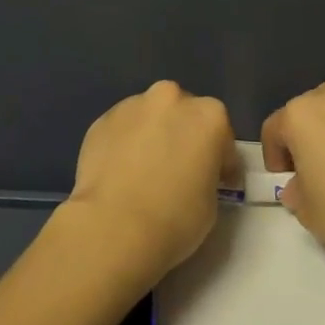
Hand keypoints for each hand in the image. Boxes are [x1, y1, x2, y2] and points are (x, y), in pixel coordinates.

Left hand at [59, 81, 232, 288]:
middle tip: (178, 168)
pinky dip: (125, 142)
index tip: (216, 180)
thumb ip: (206, 173)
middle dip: (183, 135)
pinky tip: (120, 170)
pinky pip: (122, 129)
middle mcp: (171, 98)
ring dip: (152, 134)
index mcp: (209, 115)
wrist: (113, 226)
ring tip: (144, 169)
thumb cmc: (174, 218)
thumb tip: (194, 174)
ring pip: (150, 116)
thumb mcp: (211, 201)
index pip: (222, 136)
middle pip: (183, 113)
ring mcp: (132, 105)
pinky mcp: (102, 119)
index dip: (221, 161)